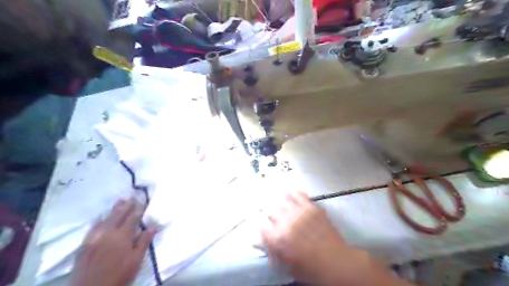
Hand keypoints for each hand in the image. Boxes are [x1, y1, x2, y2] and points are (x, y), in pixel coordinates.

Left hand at [71, 197, 158, 285]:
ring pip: (106, 219)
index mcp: (122, 236)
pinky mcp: (84, 246)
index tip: (143, 200)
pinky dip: (99, 220)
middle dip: (126, 205)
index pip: (133, 217)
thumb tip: (153, 224)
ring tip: (120, 201)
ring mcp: (94, 238)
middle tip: (132, 197)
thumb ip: (144, 241)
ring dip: (114, 209)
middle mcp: (107, 233)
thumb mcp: (136, 260)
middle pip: (118, 215)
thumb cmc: (119, 276)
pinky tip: (101, 218)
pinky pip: (92, 228)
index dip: (139, 208)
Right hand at [262, 192, 370, 285]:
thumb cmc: (310, 269)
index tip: (267, 229)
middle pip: (270, 210)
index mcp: (278, 239)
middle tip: (274, 218)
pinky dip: (293, 194)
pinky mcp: (311, 207)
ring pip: (282, 200)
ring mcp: (299, 213)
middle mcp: (286, 222)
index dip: (263, 227)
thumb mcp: (286, 265)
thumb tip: (258, 240)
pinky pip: (298, 194)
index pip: (262, 225)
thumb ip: (271, 250)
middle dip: (270, 214)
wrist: (336, 263)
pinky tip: (291, 196)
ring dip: (279, 203)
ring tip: (281, 205)